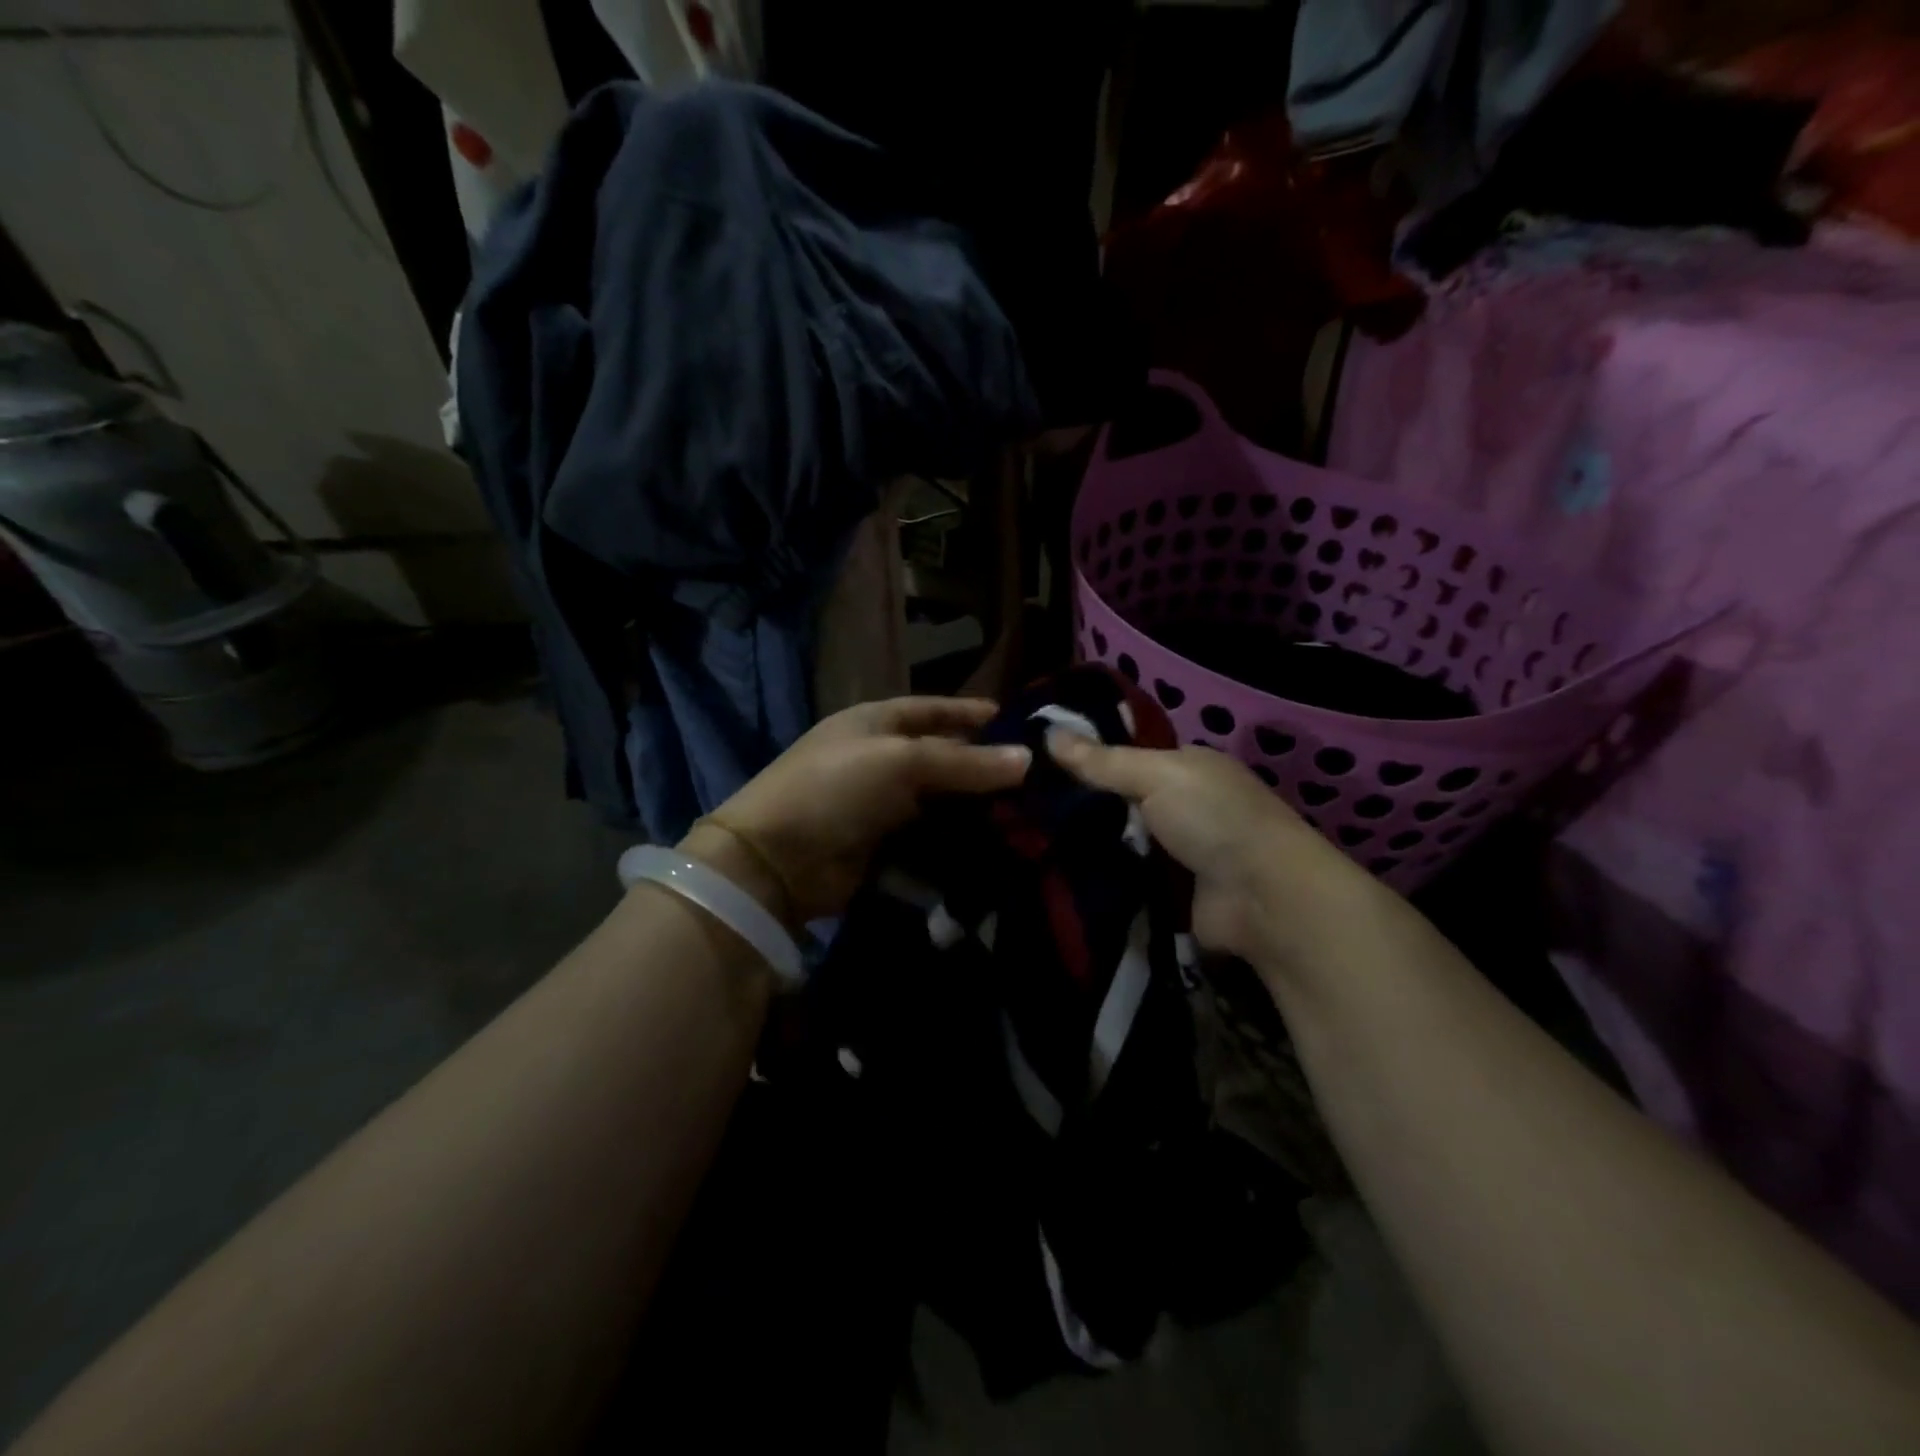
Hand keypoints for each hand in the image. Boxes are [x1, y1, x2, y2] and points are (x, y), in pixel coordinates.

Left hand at [683, 697, 1031, 924]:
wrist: (775, 860)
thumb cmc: (835, 788)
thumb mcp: (900, 762)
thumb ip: (963, 762)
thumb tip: (1027, 759)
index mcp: (876, 723)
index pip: (933, 710)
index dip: (970, 713)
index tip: (1016, 721)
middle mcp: (881, 759)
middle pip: (942, 758)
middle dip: (984, 768)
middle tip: (1037, 780)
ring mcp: (881, 805)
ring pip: (941, 802)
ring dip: (976, 810)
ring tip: (1028, 817)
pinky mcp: (884, 846)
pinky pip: (931, 839)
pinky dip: (958, 843)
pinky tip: (994, 848)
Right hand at [1045, 733, 1377, 964]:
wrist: (1262, 898)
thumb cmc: (1214, 818)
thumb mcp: (1156, 775)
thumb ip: (1102, 760)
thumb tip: (1048, 733)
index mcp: (1185, 767)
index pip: (1124, 754)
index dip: (1084, 755)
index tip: (1033, 758)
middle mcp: (1179, 805)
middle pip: (1115, 799)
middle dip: (1076, 803)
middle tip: (1018, 802)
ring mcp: (1172, 850)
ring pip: (1114, 839)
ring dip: (1082, 842)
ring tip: (1021, 836)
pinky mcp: (1165, 891)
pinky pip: (1120, 877)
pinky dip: (1096, 875)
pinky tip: (1050, 870)